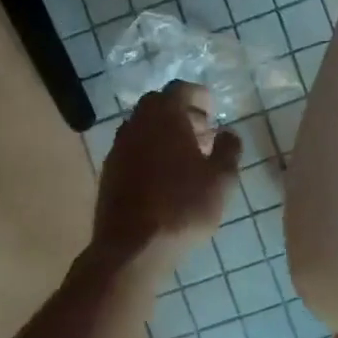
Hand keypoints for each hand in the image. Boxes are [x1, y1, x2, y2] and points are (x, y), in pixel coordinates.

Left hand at [91, 83, 241, 267]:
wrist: (132, 248)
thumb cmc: (183, 207)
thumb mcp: (221, 180)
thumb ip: (229, 149)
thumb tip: (228, 133)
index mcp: (164, 116)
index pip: (180, 89)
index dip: (200, 96)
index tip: (214, 112)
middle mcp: (136, 124)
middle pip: (159, 105)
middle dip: (183, 114)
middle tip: (204, 133)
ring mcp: (118, 148)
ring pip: (144, 128)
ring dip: (165, 134)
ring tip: (187, 157)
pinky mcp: (109, 172)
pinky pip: (134, 149)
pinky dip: (150, 152)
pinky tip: (165, 177)